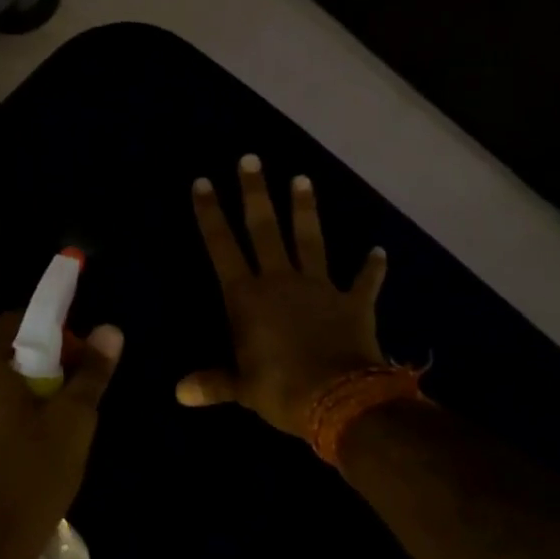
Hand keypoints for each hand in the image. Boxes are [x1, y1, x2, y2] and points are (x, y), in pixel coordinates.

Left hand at [0, 313, 123, 558]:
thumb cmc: (29, 473)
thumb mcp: (73, 420)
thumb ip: (91, 372)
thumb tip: (110, 330)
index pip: (19, 322)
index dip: (56, 335)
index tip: (81, 363)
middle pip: (3, 358)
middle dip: (41, 370)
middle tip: (72, 400)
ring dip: (19, 401)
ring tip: (51, 434)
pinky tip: (21, 461)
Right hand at [180, 155, 388, 440]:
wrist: (340, 399)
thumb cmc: (281, 390)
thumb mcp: (240, 389)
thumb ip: (212, 383)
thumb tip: (180, 392)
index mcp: (247, 297)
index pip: (222, 246)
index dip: (210, 214)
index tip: (203, 182)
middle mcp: (280, 281)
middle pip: (265, 228)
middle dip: (255, 193)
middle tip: (251, 159)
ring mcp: (319, 288)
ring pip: (309, 240)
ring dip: (305, 210)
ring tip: (303, 178)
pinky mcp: (353, 302)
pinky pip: (364, 281)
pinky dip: (372, 267)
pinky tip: (380, 251)